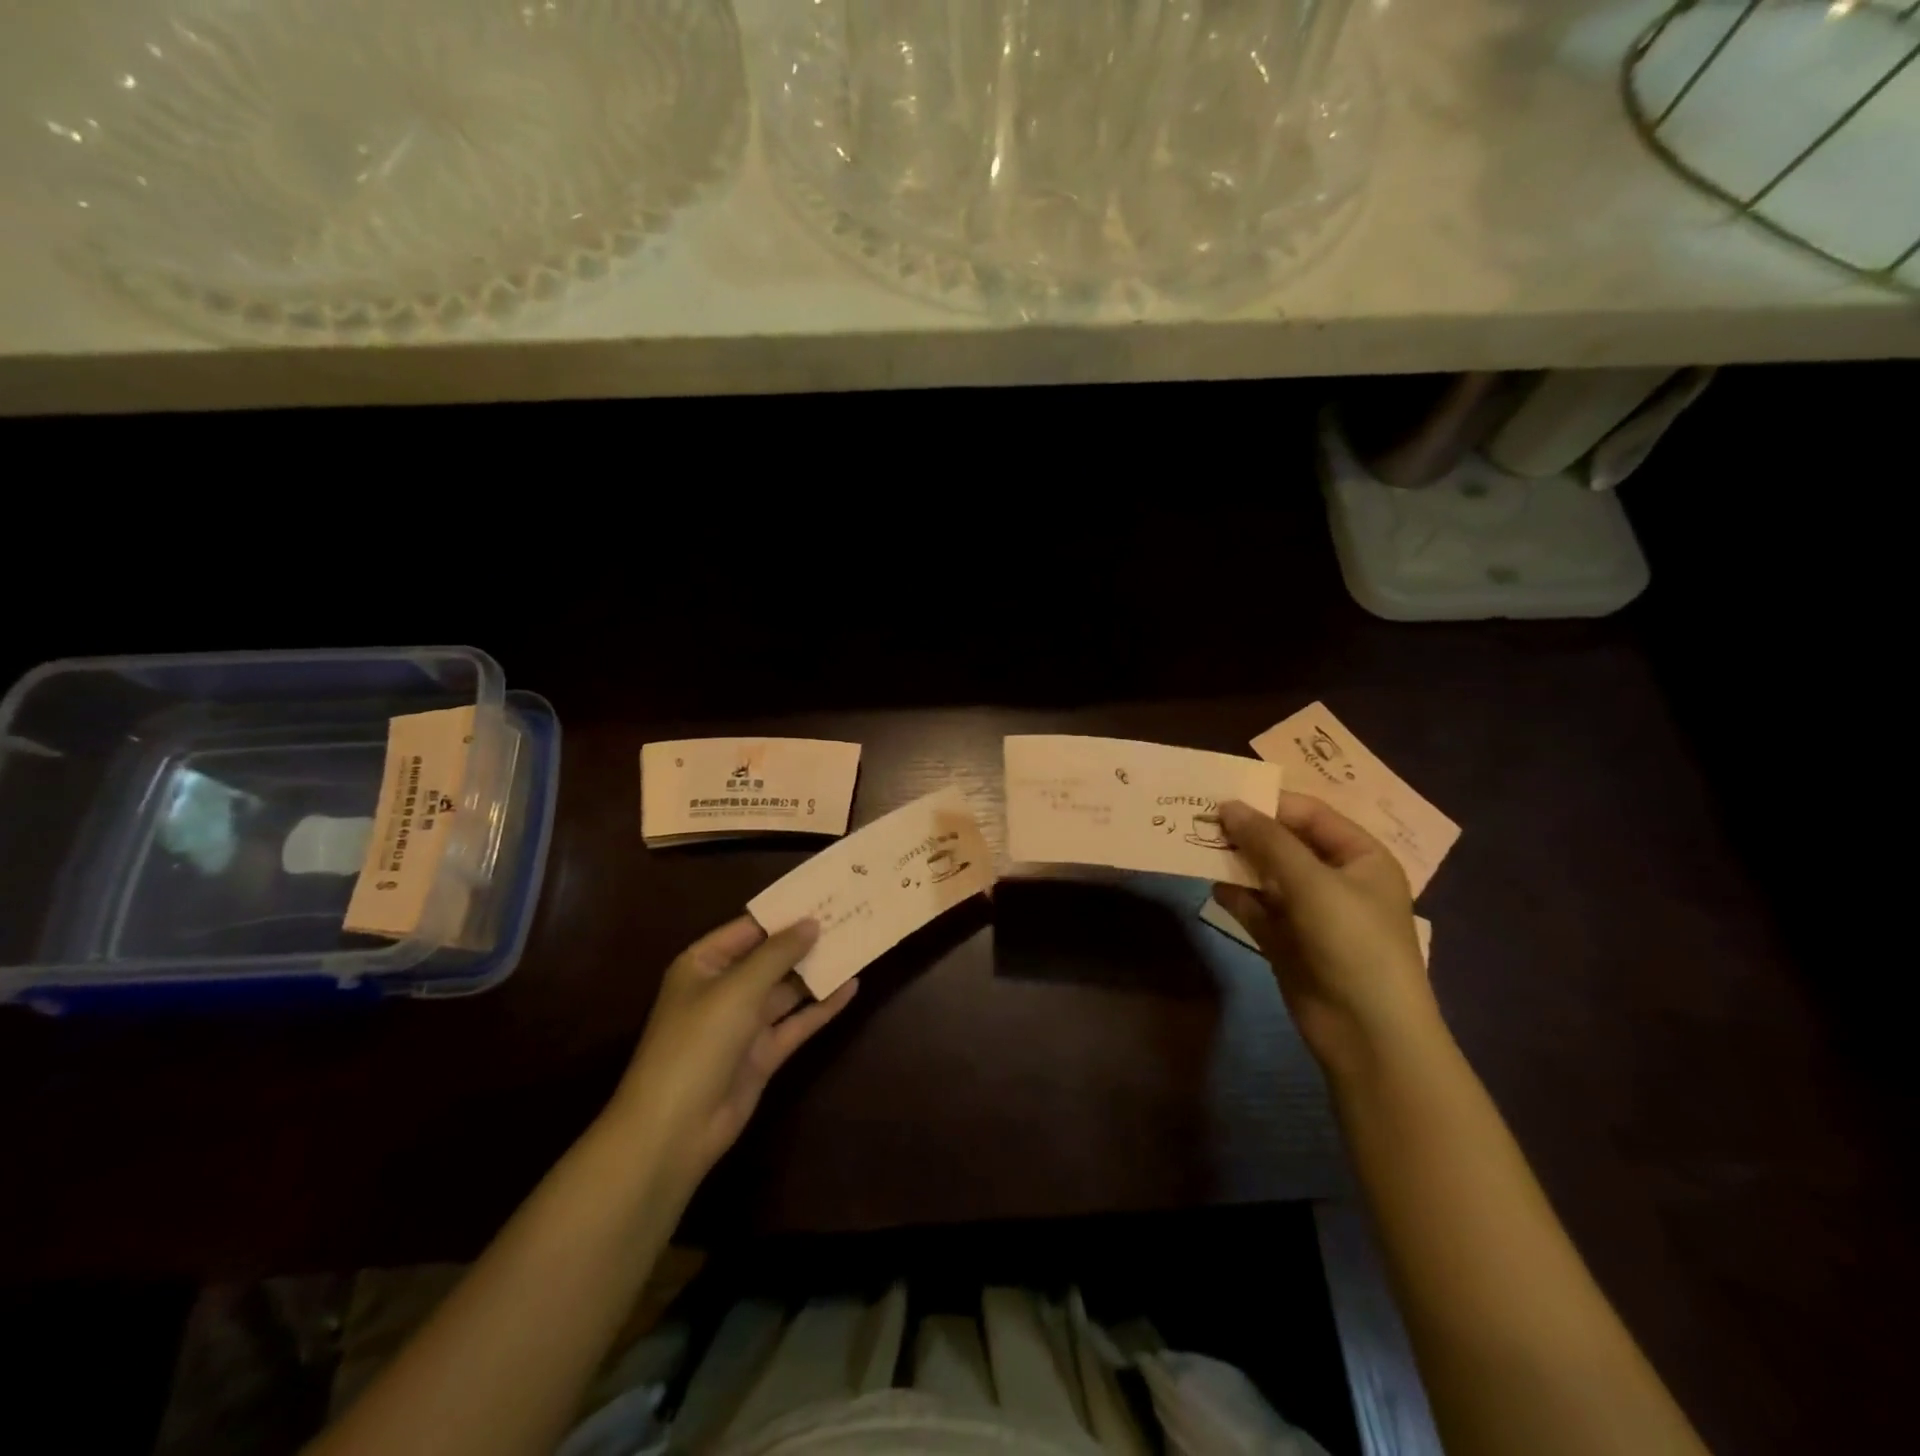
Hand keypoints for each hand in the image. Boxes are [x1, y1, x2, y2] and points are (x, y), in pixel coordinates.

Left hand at [605, 917, 857, 1195]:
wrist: (674, 1129)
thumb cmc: (697, 1042)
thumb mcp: (737, 989)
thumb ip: (777, 954)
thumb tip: (812, 923)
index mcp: (704, 964)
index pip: (749, 928)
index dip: (784, 914)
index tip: (823, 895)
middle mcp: (723, 989)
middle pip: (771, 958)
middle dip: (805, 941)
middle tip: (848, 916)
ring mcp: (744, 1024)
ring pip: (787, 990)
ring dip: (817, 972)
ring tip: (857, 945)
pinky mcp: (762, 1054)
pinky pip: (796, 1022)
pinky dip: (822, 1007)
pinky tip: (851, 987)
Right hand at [1216, 794, 1441, 1073]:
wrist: (1368, 1033)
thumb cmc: (1353, 942)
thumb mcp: (1312, 882)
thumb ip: (1268, 841)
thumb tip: (1227, 806)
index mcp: (1360, 857)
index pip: (1309, 815)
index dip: (1267, 803)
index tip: (1220, 796)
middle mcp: (1336, 879)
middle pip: (1284, 843)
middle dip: (1246, 833)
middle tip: (1199, 818)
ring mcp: (1311, 912)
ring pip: (1266, 876)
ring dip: (1236, 863)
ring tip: (1197, 847)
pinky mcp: (1288, 941)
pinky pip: (1257, 908)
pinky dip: (1236, 897)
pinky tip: (1211, 886)